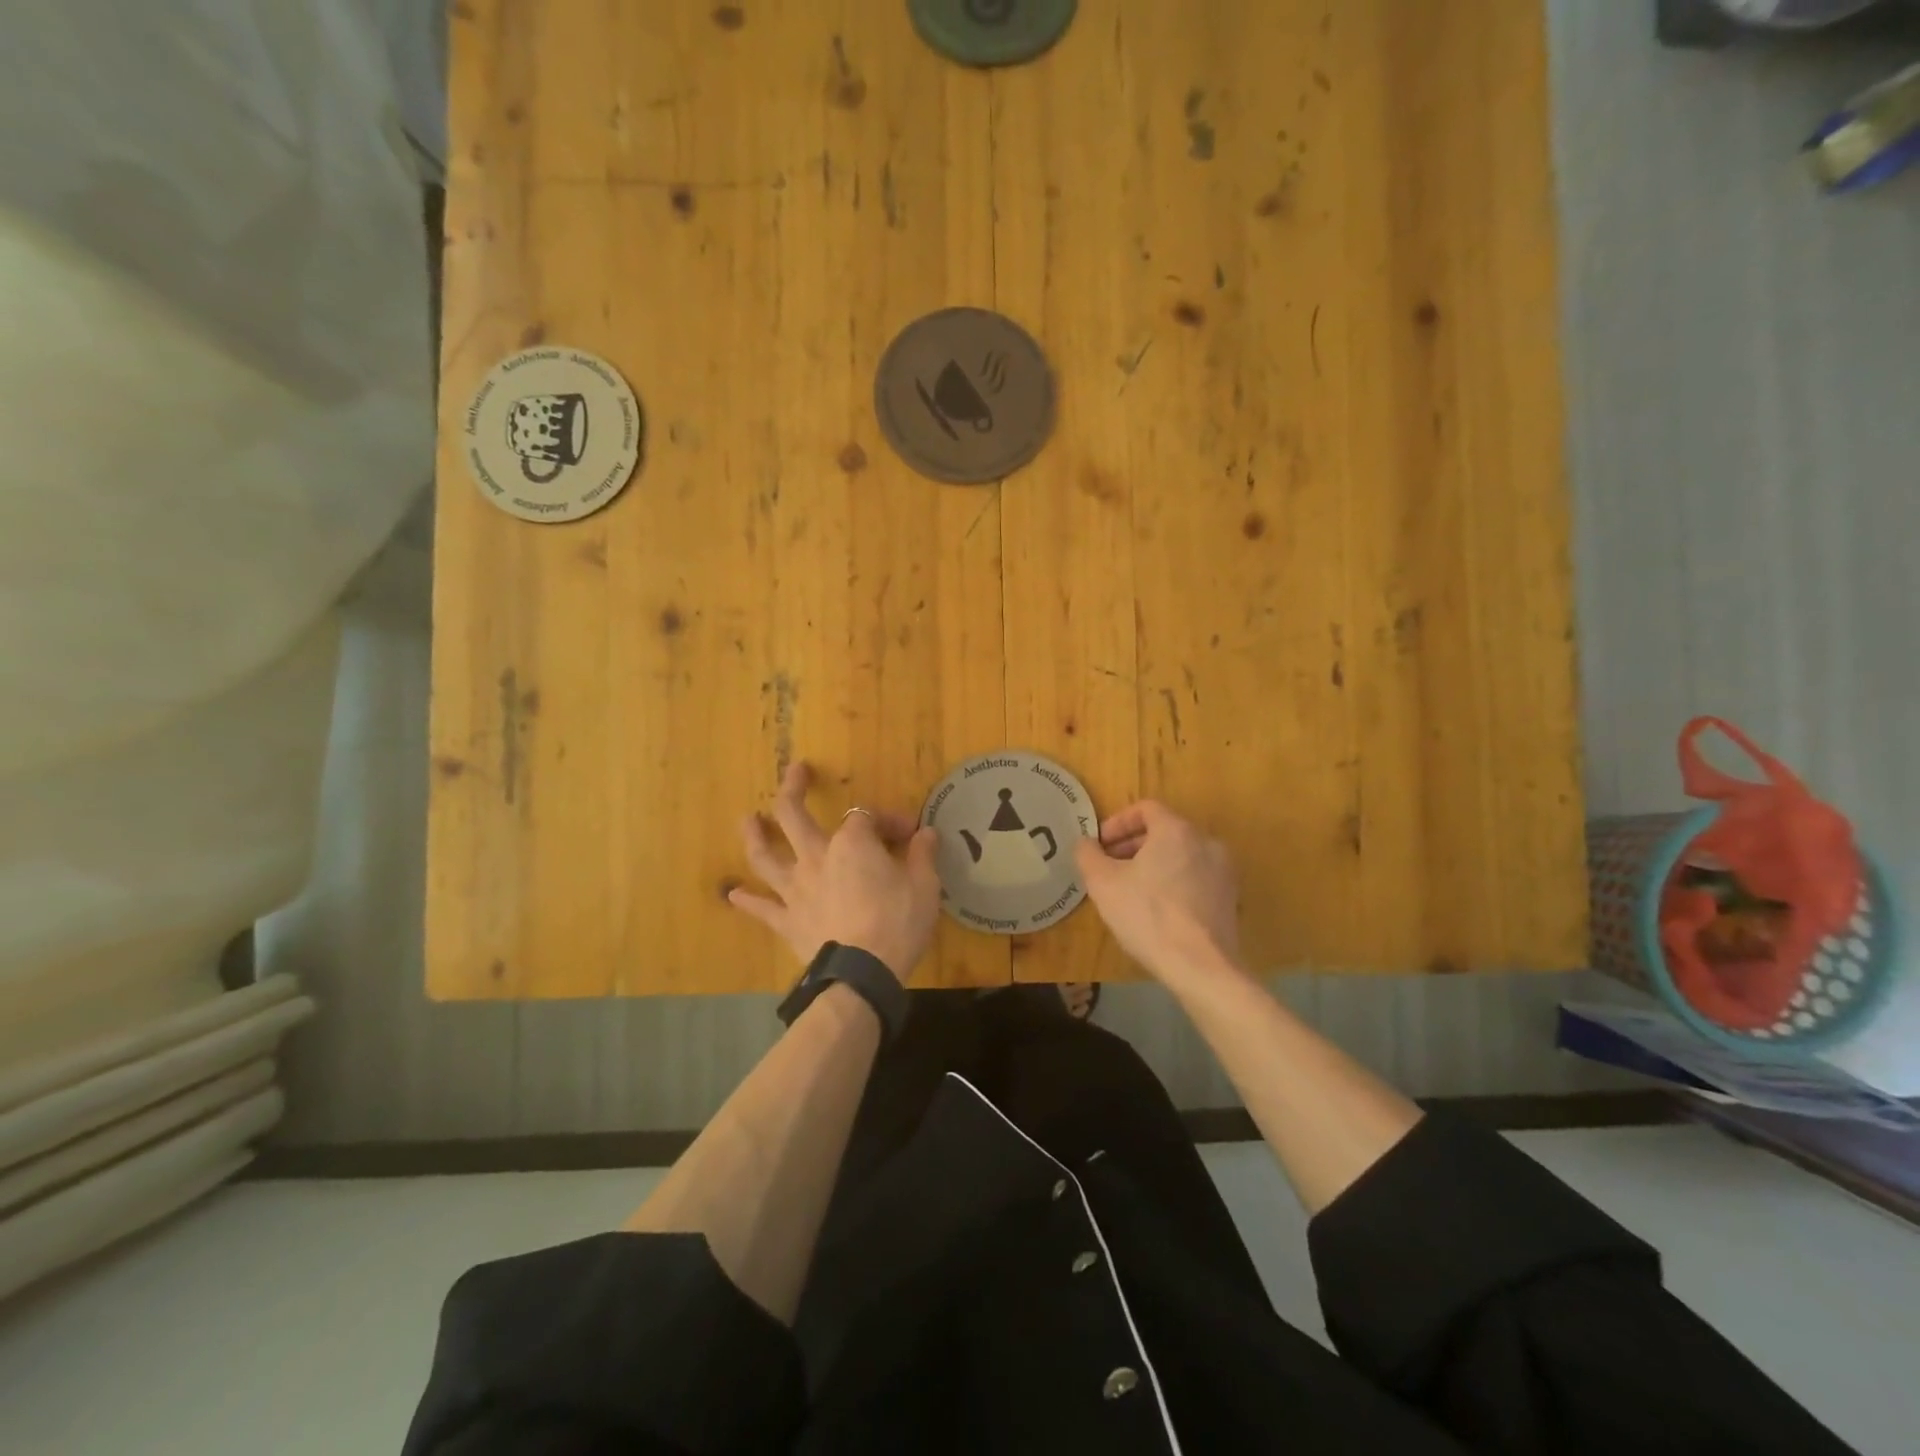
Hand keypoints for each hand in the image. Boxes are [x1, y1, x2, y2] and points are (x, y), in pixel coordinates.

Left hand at [728, 762, 940, 983]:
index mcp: (851, 844)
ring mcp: (796, 889)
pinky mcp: (787, 920)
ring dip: (755, 835)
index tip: (909, 833)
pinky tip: (733, 894)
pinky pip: (762, 908)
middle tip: (795, 772)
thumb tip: (926, 833)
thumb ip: (923, 856)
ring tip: (747, 819)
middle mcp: (815, 857)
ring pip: (765, 856)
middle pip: (793, 815)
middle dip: (793, 789)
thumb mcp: (925, 887)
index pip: (866, 817)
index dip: (887, 819)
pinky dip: (747, 900)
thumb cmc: (898, 924)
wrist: (862, 974)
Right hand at [1074, 800, 1240, 981]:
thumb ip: (1088, 855)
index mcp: (1176, 830)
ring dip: (1153, 865)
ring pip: (1181, 856)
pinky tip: (1158, 910)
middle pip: (1164, 831)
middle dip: (1133, 845)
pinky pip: (1195, 879)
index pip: (1145, 809)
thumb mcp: (1103, 883)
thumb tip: (1086, 843)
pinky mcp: (1230, 899)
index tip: (1100, 845)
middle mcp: (1206, 842)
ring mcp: (1223, 871)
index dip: (1117, 823)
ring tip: (1131, 890)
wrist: (1201, 966)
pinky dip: (1174, 883)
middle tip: (1110, 867)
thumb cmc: (1148, 915)